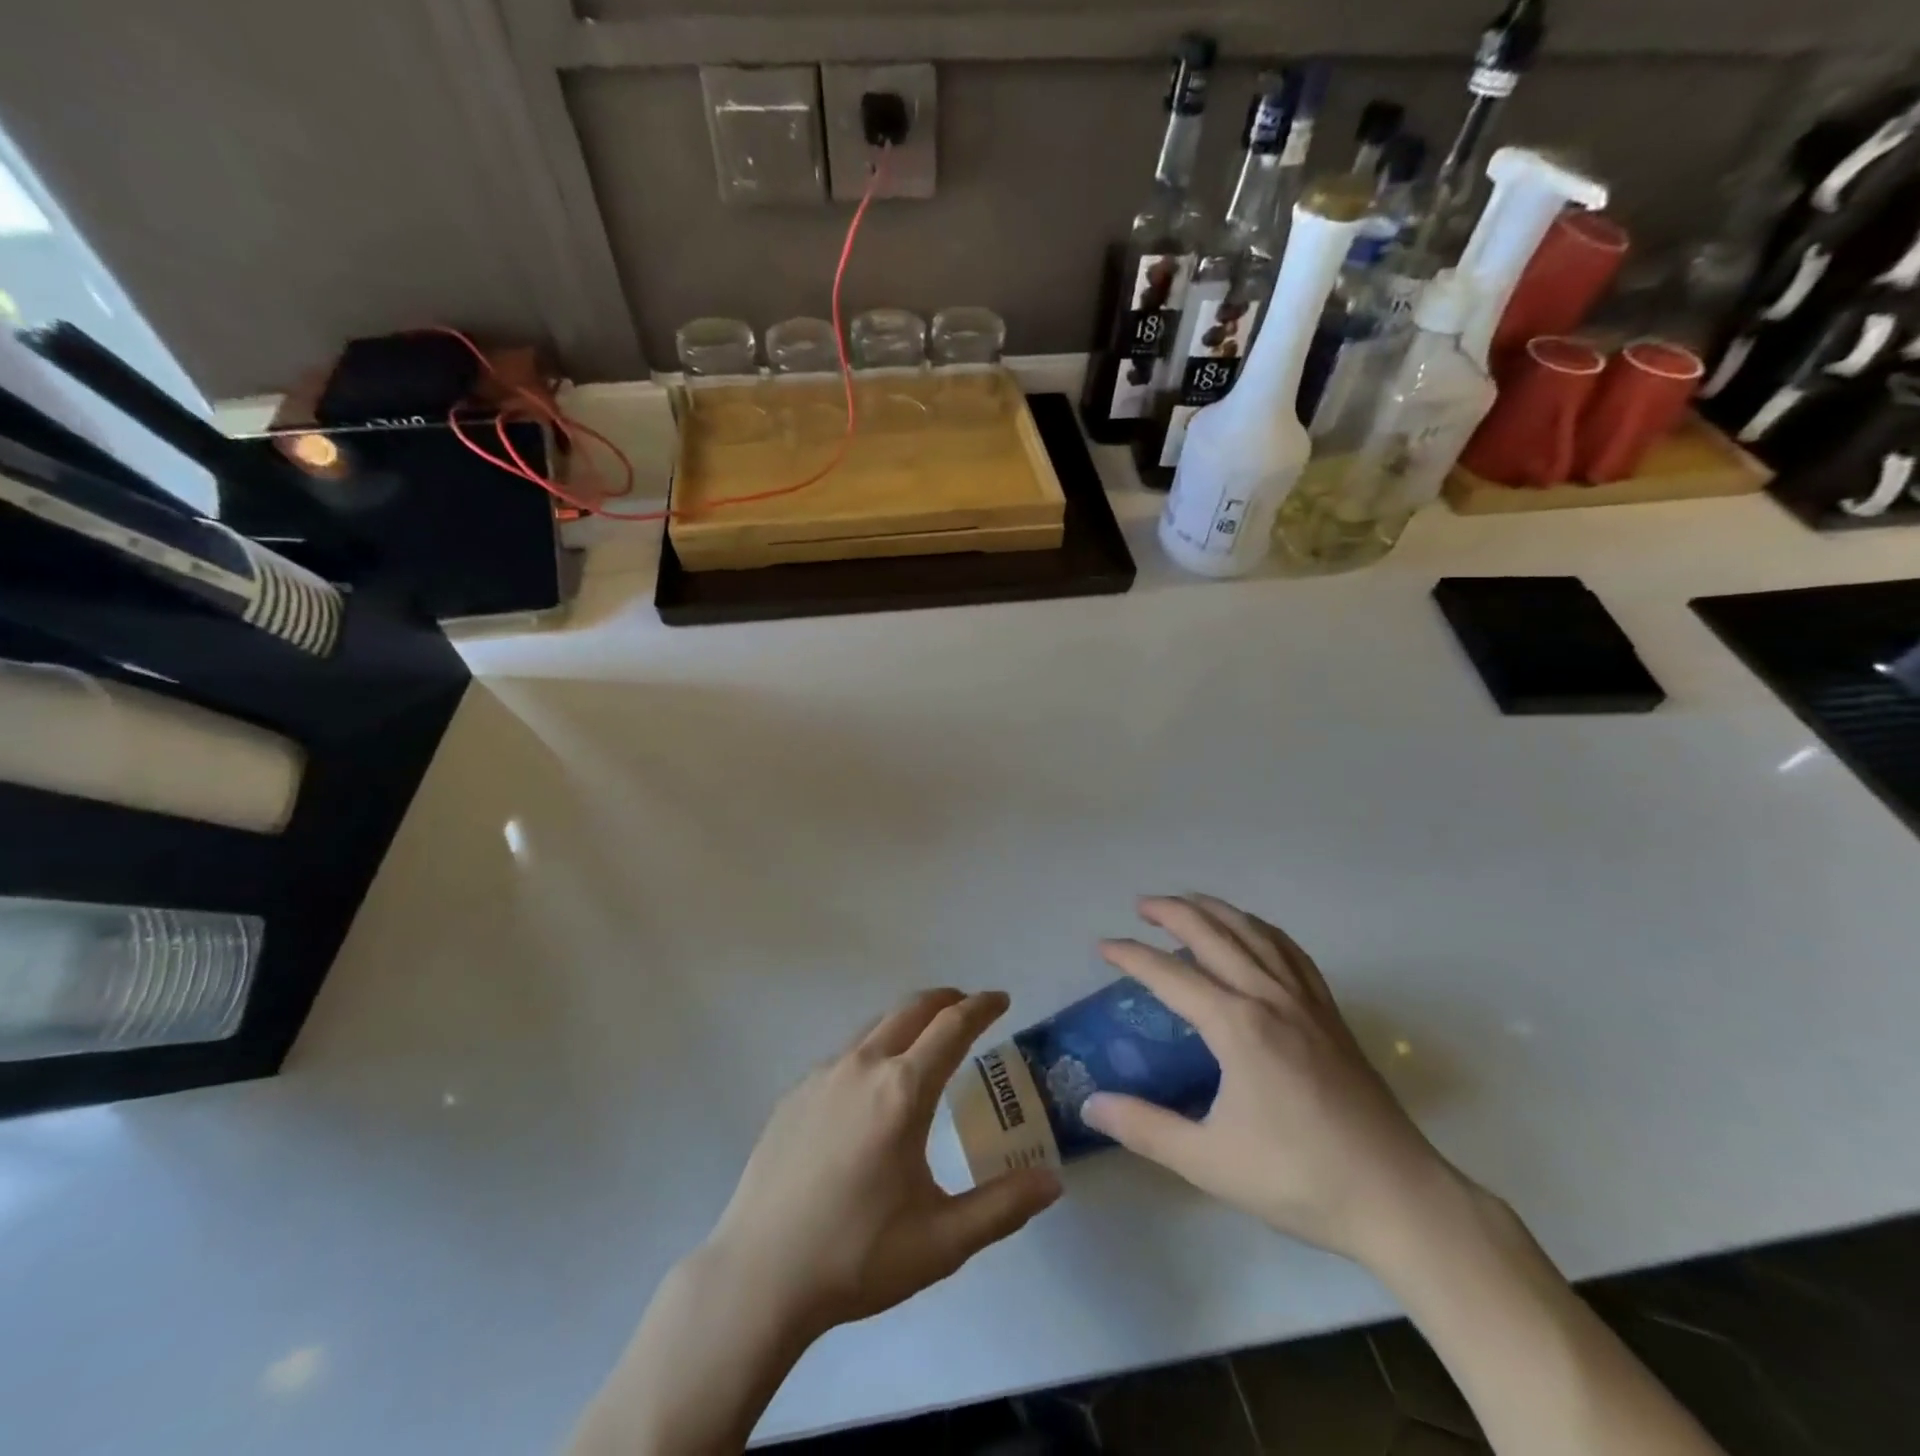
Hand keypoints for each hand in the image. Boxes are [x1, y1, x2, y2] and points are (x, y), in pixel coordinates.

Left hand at [706, 989, 1062, 1336]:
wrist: (758, 1275)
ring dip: (909, 1020)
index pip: (952, 1027)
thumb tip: (1053, 1181)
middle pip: (912, 1009)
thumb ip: (1003, 1207)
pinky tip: (873, 1086)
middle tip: (969, 1007)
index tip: (1001, 1000)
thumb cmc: (857, 1256)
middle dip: (947, 1000)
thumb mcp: (942, 1242)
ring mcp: (822, 1075)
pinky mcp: (795, 1093)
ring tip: (927, 1039)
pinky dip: (874, 1047)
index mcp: (902, 1091)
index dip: (981, 1007)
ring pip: (875, 1026)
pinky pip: (846, 1054)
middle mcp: (863, 1066)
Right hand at [1081, 896, 1463, 1270]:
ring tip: (1189, 902)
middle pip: (1214, 935)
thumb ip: (1145, 1128)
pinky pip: (1292, 952)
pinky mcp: (1331, 1014)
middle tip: (1141, 905)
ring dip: (1217, 910)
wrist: (1398, 1199)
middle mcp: (1269, 998)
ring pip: (1255, 933)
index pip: (1171, 976)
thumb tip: (1090, 1104)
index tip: (1103, 946)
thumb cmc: (1299, 1179)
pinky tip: (1254, 933)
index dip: (1132, 956)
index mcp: (1237, 1026)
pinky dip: (1263, 930)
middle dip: (1173, 912)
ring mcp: (1306, 1001)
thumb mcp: (1209, 1161)